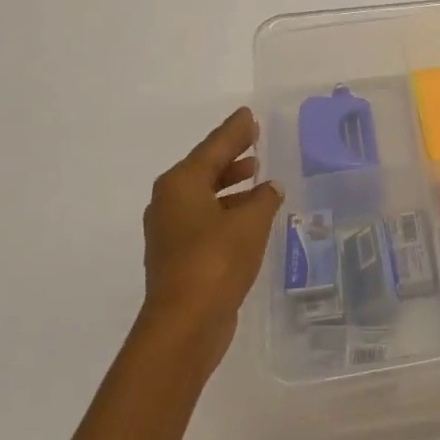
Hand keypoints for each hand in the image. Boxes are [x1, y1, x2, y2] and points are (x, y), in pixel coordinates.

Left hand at [140, 108, 283, 351]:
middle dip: (230, 155)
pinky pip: (205, 218)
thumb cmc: (217, 261)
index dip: (234, 131)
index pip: (214, 147)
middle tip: (254, 139)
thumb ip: (263, 199)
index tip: (249, 115)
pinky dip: (226, 209)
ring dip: (229, 184)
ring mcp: (170, 231)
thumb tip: (270, 187)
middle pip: (204, 169)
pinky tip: (249, 214)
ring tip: (256, 173)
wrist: (185, 324)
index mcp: (181, 184)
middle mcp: (169, 202)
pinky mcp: (178, 256)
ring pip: (203, 195)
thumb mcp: (250, 223)